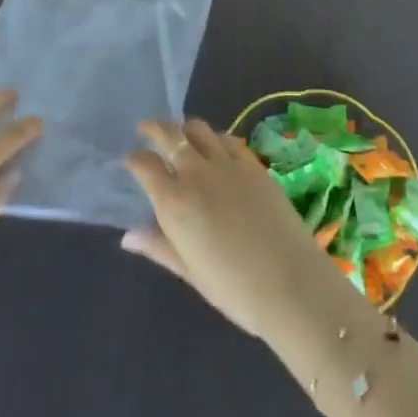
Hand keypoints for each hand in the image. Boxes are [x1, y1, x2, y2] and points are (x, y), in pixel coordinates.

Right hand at [122, 119, 358, 343]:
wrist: (289, 282)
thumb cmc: (232, 287)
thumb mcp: (189, 271)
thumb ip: (158, 245)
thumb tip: (128, 236)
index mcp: (173, 200)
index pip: (144, 164)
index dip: (134, 159)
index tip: (131, 161)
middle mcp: (196, 172)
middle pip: (169, 134)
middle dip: (154, 129)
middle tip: (146, 129)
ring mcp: (227, 163)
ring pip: (199, 129)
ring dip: (185, 129)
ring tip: (181, 136)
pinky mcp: (253, 163)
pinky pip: (228, 139)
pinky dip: (215, 138)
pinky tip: (216, 147)